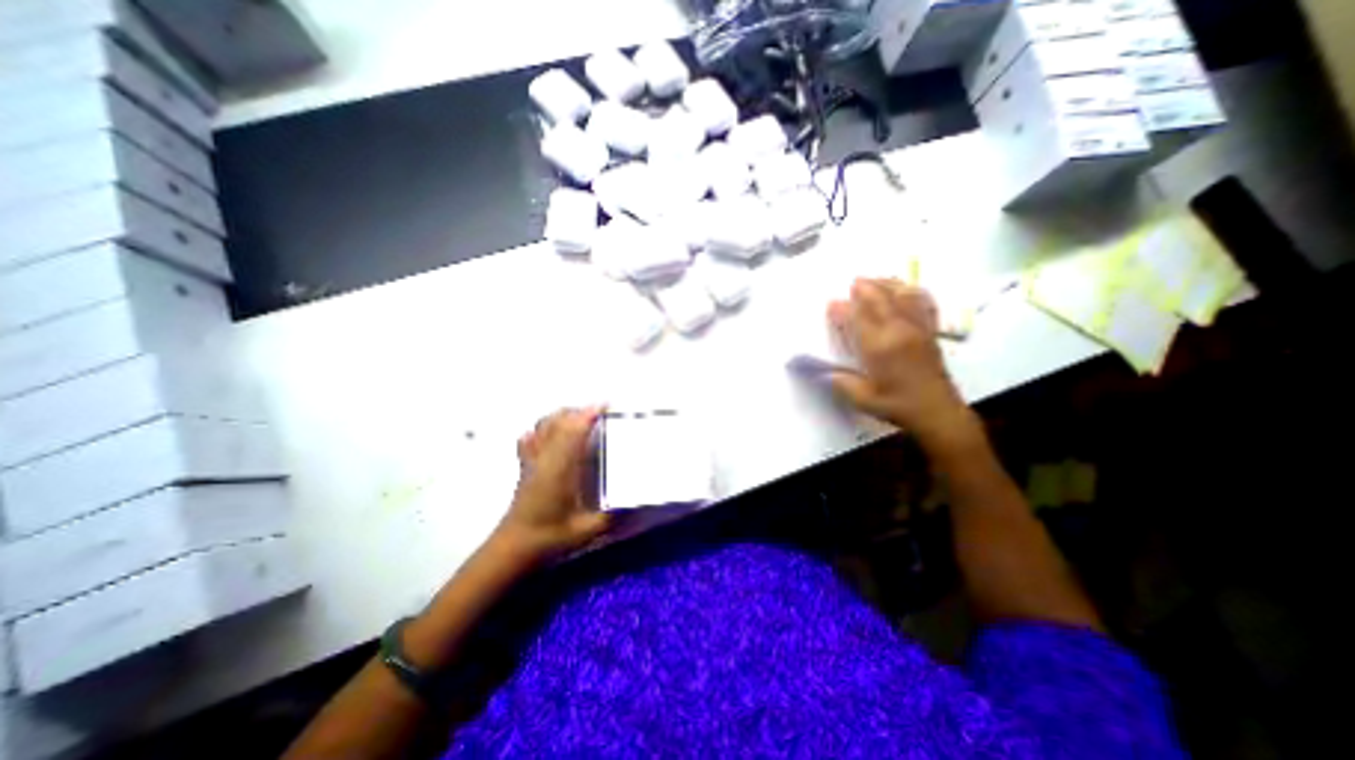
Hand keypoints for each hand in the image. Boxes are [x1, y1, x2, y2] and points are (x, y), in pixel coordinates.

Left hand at [493, 410, 609, 563]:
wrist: (514, 548)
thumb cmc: (550, 538)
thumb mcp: (587, 530)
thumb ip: (612, 516)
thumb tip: (636, 505)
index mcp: (560, 469)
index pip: (574, 431)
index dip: (589, 414)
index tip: (605, 405)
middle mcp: (545, 458)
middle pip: (558, 421)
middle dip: (578, 410)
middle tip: (599, 412)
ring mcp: (532, 460)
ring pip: (543, 425)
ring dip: (562, 416)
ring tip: (579, 417)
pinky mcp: (525, 466)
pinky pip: (530, 438)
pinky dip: (542, 428)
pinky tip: (550, 432)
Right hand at [832, 280, 979, 453]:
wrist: (938, 412)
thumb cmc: (897, 406)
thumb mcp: (863, 399)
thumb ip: (842, 382)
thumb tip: (825, 371)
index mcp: (879, 347)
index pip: (857, 318)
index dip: (842, 309)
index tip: (830, 304)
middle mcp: (898, 331)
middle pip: (880, 300)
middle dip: (864, 288)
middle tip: (852, 283)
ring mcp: (917, 329)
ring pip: (902, 296)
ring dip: (886, 284)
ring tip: (874, 279)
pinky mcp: (930, 331)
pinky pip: (922, 303)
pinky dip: (912, 291)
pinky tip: (905, 288)